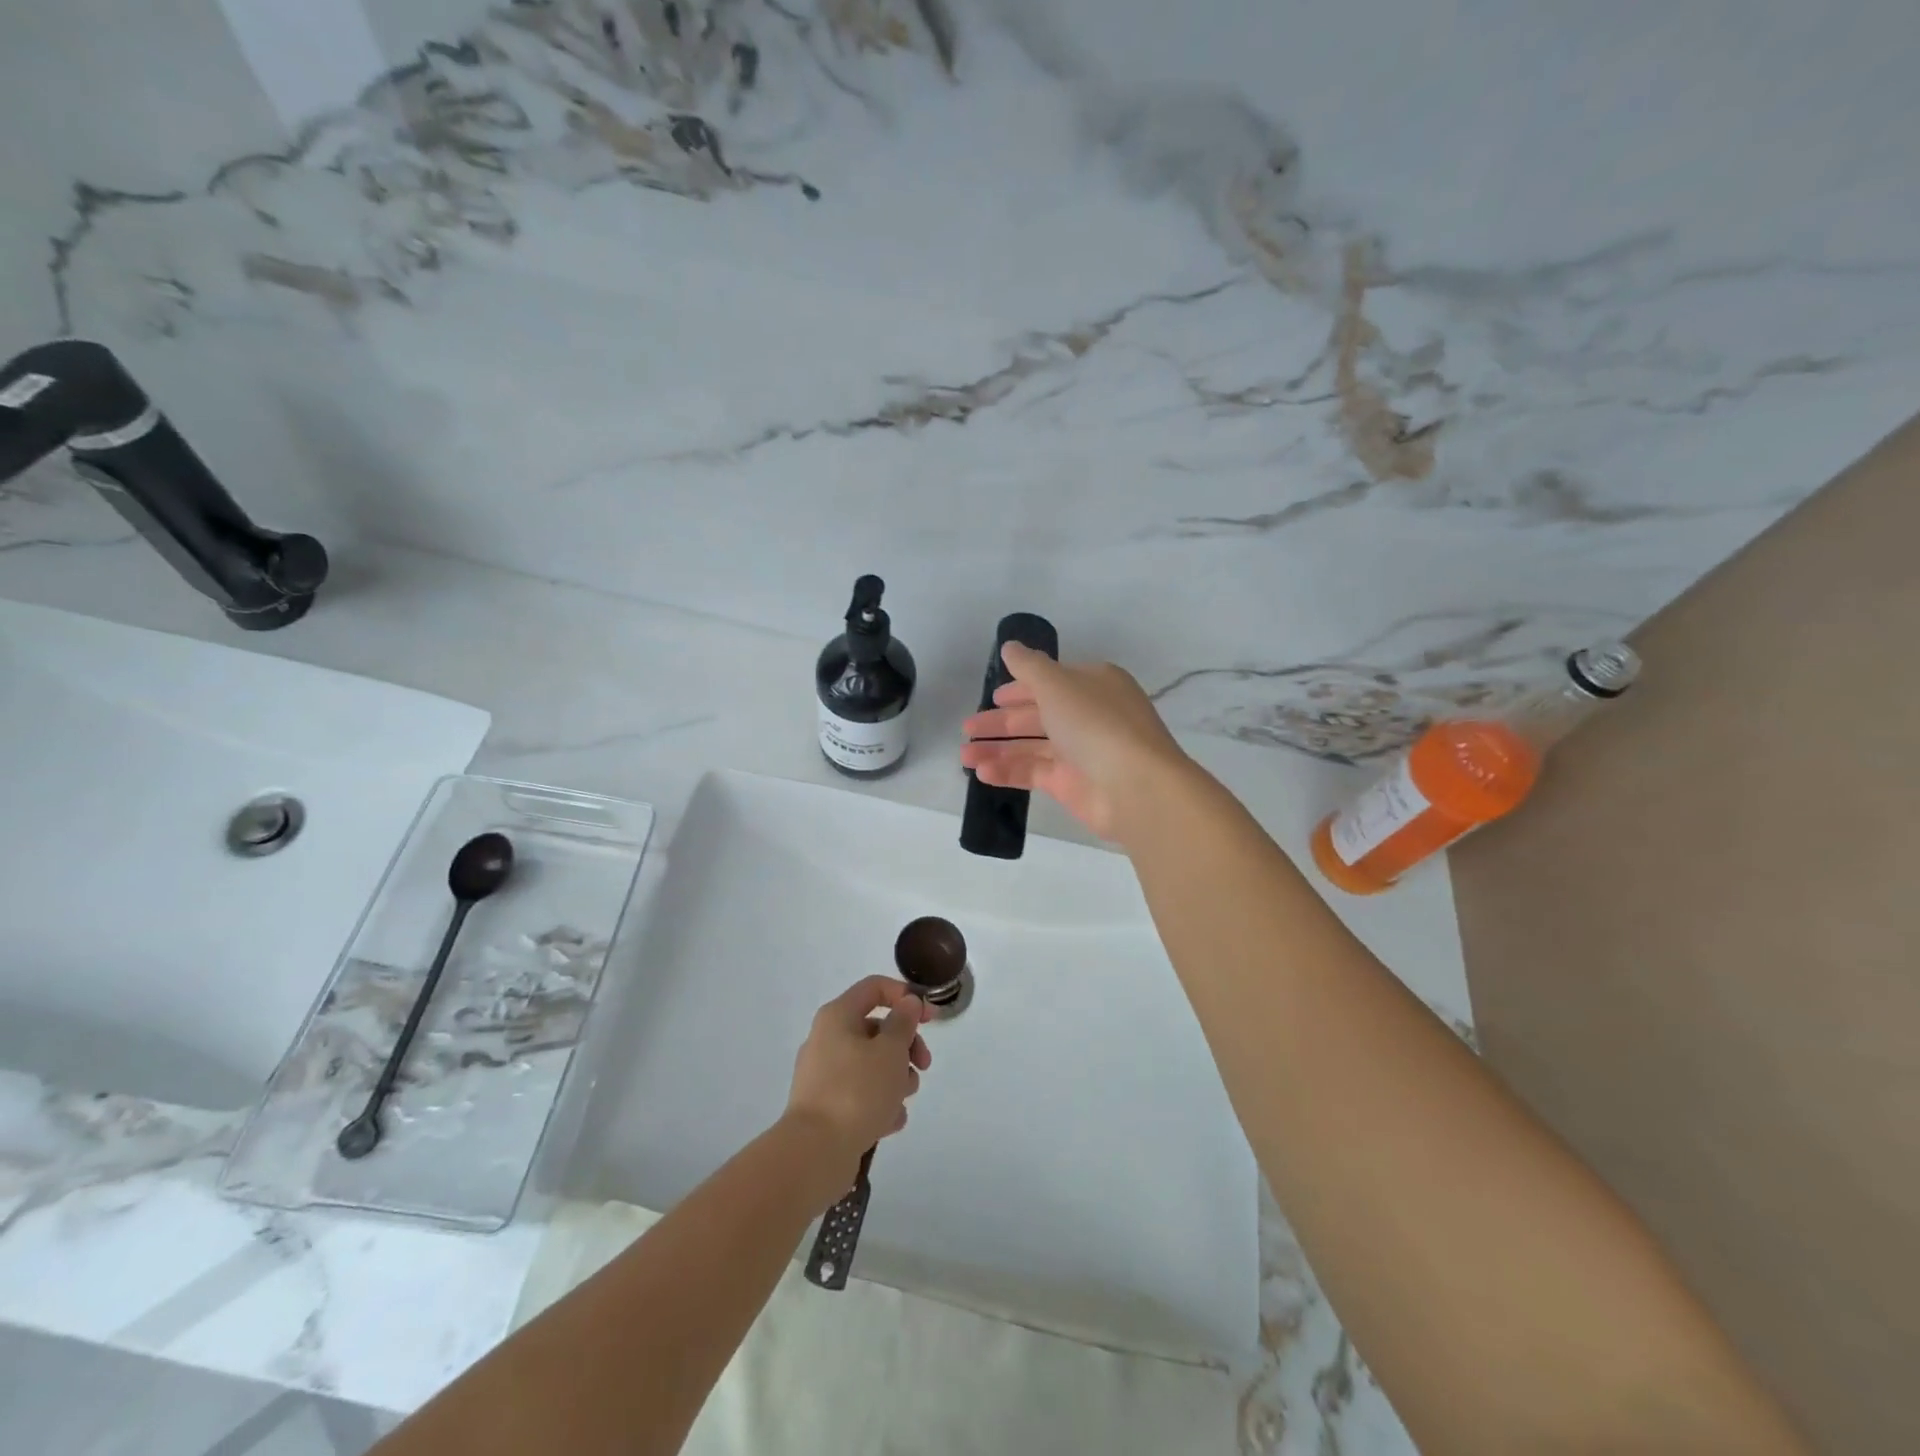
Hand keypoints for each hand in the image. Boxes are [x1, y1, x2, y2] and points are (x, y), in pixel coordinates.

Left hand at [784, 977, 931, 1170]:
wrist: (815, 1153)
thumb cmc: (857, 1090)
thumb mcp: (890, 1050)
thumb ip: (904, 1022)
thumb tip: (908, 1003)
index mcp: (838, 1016)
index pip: (875, 987)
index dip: (906, 996)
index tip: (930, 1018)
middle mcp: (827, 1039)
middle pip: (877, 1029)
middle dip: (906, 1047)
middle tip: (923, 1066)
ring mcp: (825, 1074)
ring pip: (872, 1065)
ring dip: (895, 1079)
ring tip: (900, 1101)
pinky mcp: (827, 1106)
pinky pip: (861, 1094)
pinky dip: (879, 1104)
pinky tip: (889, 1122)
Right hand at [959, 643, 1192, 839]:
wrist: (1136, 788)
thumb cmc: (1096, 724)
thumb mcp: (1058, 685)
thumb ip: (1028, 667)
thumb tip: (1009, 646)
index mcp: (1092, 685)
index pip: (1050, 682)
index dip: (1019, 688)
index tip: (992, 697)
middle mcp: (1088, 715)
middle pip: (1037, 715)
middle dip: (1001, 722)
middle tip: (967, 729)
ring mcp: (1081, 752)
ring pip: (1032, 746)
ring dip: (998, 749)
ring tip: (965, 756)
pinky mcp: (1072, 785)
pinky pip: (1034, 773)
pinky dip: (1008, 772)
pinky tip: (983, 773)